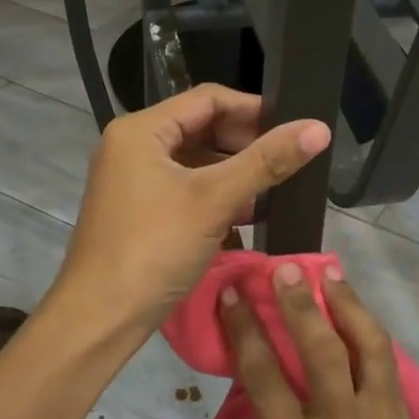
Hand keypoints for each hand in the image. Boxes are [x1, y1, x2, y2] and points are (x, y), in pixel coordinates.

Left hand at [53, 85, 330, 343]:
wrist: (99, 319)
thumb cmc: (154, 249)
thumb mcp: (214, 200)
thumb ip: (266, 161)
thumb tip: (318, 128)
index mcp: (140, 130)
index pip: (207, 99)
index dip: (254, 109)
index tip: (294, 127)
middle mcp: (132, 147)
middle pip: (201, 129)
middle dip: (245, 143)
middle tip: (289, 159)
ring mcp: (133, 180)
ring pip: (195, 162)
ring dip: (234, 172)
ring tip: (275, 187)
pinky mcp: (139, 210)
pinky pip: (185, 189)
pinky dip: (215, 196)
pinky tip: (247, 214)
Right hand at [223, 265, 418, 418]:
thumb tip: (265, 374)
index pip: (265, 379)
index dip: (246, 329)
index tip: (232, 296)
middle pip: (319, 351)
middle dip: (298, 304)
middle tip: (283, 269)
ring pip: (365, 345)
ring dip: (345, 303)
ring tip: (329, 273)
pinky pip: (385, 363)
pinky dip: (368, 330)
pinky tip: (356, 313)